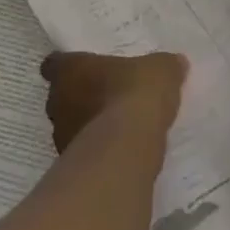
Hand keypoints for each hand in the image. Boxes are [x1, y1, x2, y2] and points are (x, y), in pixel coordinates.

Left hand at [40, 51, 187, 151]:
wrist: (127, 148)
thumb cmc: (135, 93)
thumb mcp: (161, 70)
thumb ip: (164, 66)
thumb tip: (175, 63)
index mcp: (72, 70)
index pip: (55, 64)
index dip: (68, 65)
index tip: (85, 69)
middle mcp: (57, 101)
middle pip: (62, 95)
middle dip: (80, 96)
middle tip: (107, 95)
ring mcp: (60, 136)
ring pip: (70, 125)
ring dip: (87, 125)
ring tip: (116, 126)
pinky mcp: (70, 166)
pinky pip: (83, 152)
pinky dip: (96, 150)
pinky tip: (119, 149)